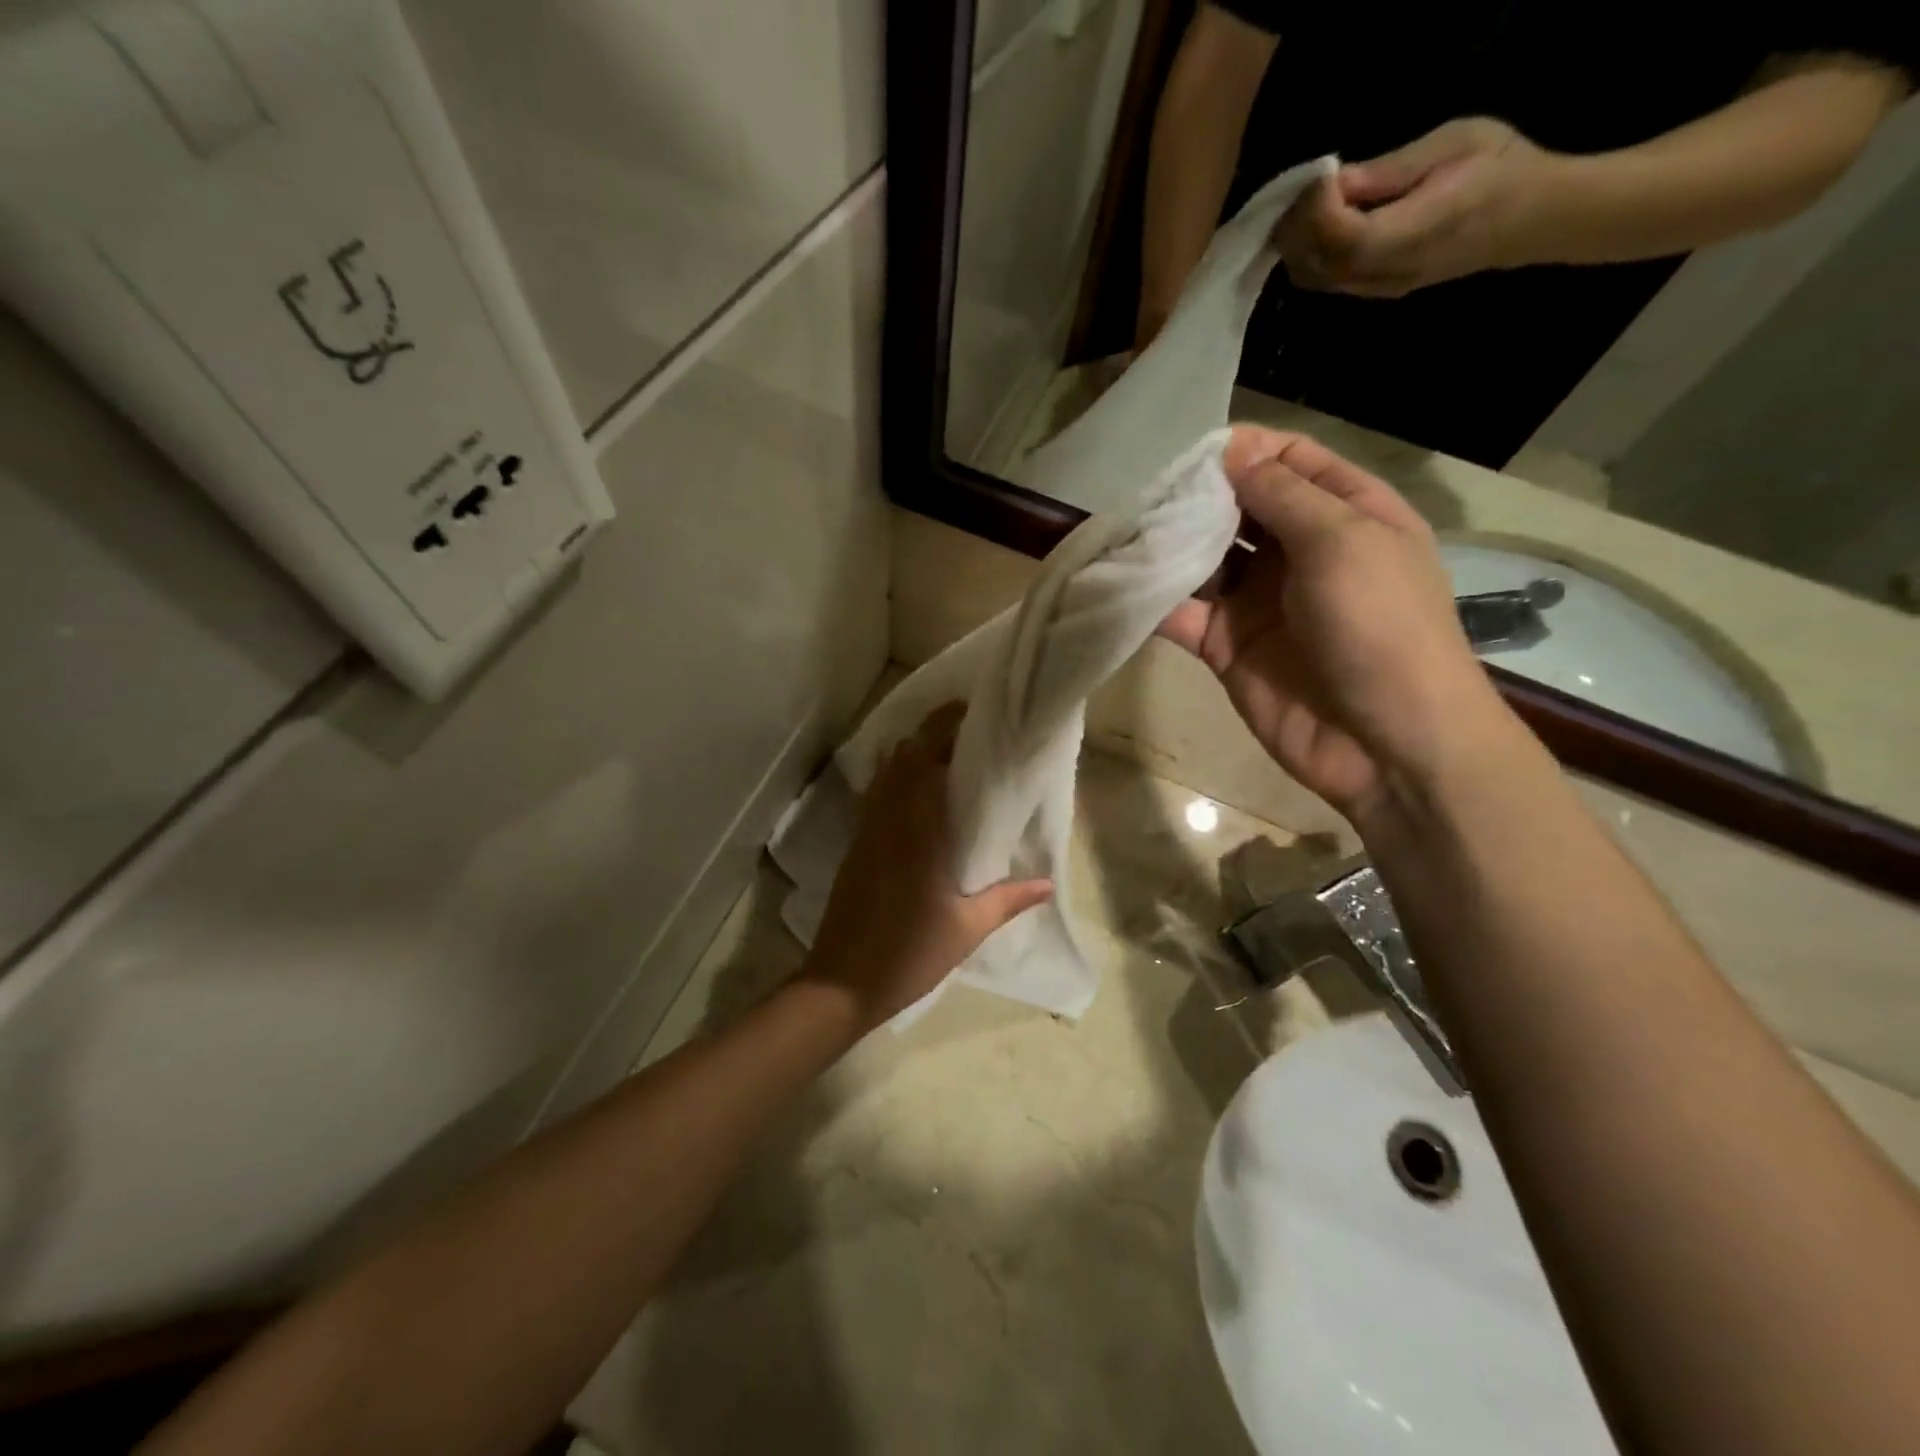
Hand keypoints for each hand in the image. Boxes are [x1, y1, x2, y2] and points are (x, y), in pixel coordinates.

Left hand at [804, 704, 1052, 1030]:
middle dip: (931, 735)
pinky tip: (919, 799)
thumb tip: (1048, 882)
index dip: (944, 728)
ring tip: (948, 762)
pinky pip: (876, 795)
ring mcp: (866, 830)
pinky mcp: (856, 846)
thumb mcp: (967, 928)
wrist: (841, 983)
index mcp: (916, 830)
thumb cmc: (908, 954)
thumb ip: (1008, 900)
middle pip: (901, 755)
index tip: (974, 717)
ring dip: (911, 756)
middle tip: (969, 740)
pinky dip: (896, 781)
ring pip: (884, 773)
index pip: (923, 757)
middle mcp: (887, 819)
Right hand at [1161, 427, 1510, 820]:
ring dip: (1170, 545)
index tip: (1196, 454)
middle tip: (1150, 493)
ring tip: (1127, 529)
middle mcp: (1300, 552)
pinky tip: (1124, 583)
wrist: (1384, 743)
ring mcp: (1260, 601)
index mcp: (1346, 515)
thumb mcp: (1343, 542)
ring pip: (1205, 559)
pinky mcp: (1227, 647)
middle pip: (1239, 507)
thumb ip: (1282, 496)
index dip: (1247, 451)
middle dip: (1198, 496)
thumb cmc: (1380, 626)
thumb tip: (1232, 453)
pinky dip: (1155, 600)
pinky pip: (1185, 614)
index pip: (1292, 461)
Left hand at [1276, 118, 1566, 297]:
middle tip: (1298, 189)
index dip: (1321, 211)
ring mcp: (1379, 287)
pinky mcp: (1372, 289)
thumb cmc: (1500, 167)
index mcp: (1422, 230)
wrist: (1528, 218)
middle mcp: (1392, 270)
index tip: (1319, 175)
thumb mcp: (1457, 142)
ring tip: (1301, 204)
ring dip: (1297, 244)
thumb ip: (1392, 169)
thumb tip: (1338, 181)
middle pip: (1322, 265)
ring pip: (1316, 278)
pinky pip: (1324, 280)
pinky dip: (1307, 254)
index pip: (1350, 239)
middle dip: (1298, 228)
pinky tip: (1312, 224)